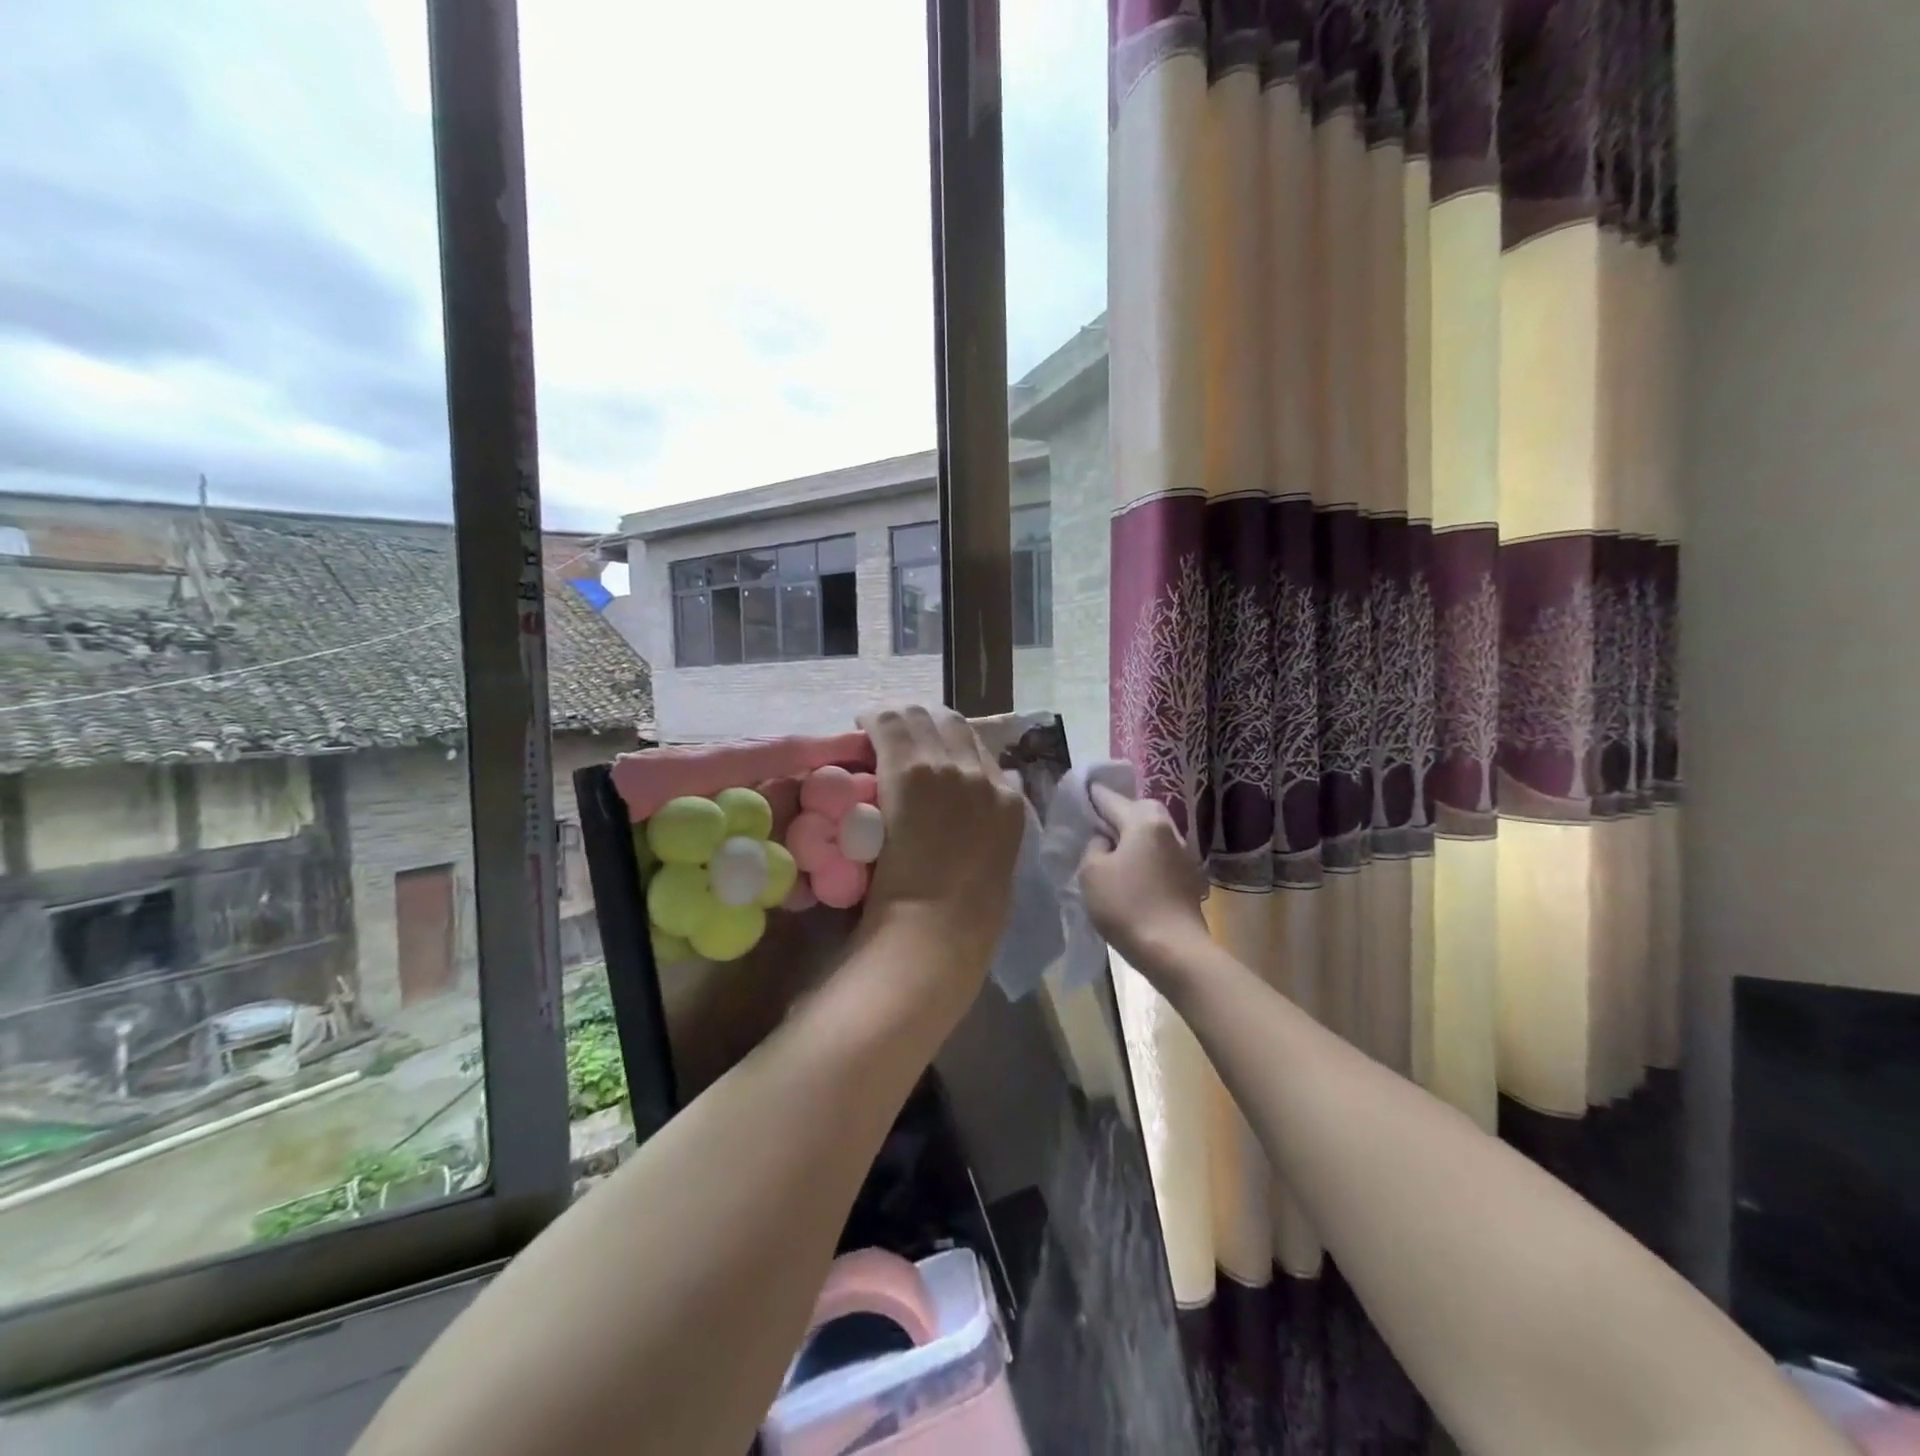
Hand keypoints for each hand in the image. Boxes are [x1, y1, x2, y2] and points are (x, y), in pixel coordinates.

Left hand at [856, 705, 1026, 996]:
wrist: (938, 927)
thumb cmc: (965, 915)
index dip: (948, 744)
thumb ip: (990, 828)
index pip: (978, 748)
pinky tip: (861, 726)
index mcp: (1009, 799)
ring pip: (921, 715)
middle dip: (924, 723)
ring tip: (878, 730)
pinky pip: (889, 724)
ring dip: (899, 720)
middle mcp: (982, 774)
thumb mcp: (994, 863)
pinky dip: (875, 722)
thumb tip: (981, 809)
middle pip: (952, 723)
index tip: (927, 752)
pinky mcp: (909, 769)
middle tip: (898, 737)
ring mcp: (946, 768)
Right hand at [1079, 783, 1208, 973]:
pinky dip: (1144, 856)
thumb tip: (1105, 840)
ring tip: (1111, 851)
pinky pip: (1159, 854)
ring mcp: (1183, 852)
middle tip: (1095, 826)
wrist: (1174, 950)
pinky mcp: (1188, 877)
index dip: (1091, 795)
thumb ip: (1094, 846)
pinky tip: (1131, 873)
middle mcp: (1168, 828)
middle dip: (1117, 813)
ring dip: (1132, 837)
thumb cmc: (1127, 906)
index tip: (1078, 794)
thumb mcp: (1092, 872)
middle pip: (1138, 810)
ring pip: (1151, 833)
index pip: (1110, 798)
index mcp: (1144, 820)